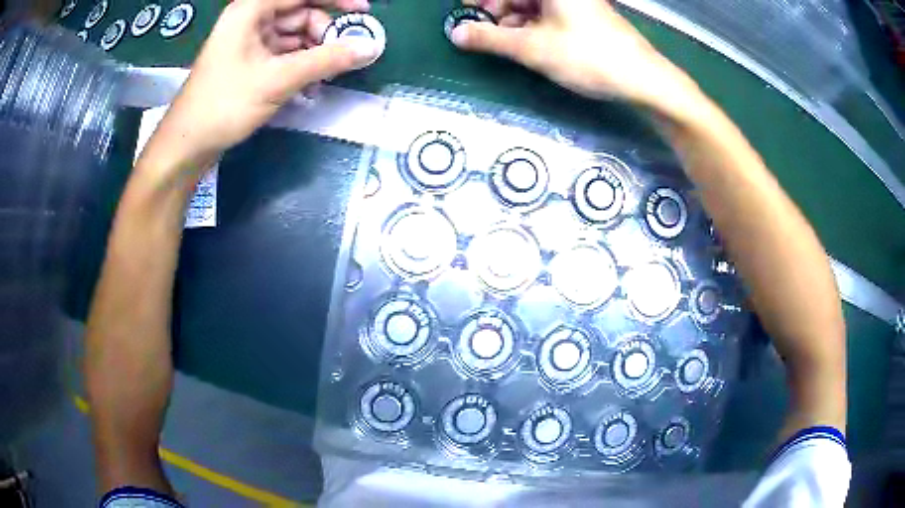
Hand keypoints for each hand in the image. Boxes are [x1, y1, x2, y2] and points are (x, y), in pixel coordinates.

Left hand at [154, 0, 378, 164]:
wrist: (187, 144)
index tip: (363, 12)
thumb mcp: (278, 79)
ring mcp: (248, 42)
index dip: (336, 0)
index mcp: (251, 11)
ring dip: (313, 55)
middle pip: (299, 15)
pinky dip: (299, 67)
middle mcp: (250, 20)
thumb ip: (326, 60)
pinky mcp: (248, 62)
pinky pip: (283, 55)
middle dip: (323, 35)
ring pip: (293, 37)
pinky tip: (309, 87)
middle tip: (341, 59)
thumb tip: (370, 48)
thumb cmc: (224, 105)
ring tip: (325, 79)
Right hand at [452, 0, 695, 108]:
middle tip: (480, 30)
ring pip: (533, 5)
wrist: (643, 79)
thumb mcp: (532, 48)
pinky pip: (549, 15)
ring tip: (500, 40)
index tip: (465, 12)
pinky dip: (532, 26)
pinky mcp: (585, 17)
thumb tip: (456, 34)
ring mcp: (576, 4)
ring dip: (512, 20)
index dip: (483, 0)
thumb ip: (490, 40)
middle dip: (496, 9)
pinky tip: (524, 42)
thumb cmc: (587, 56)